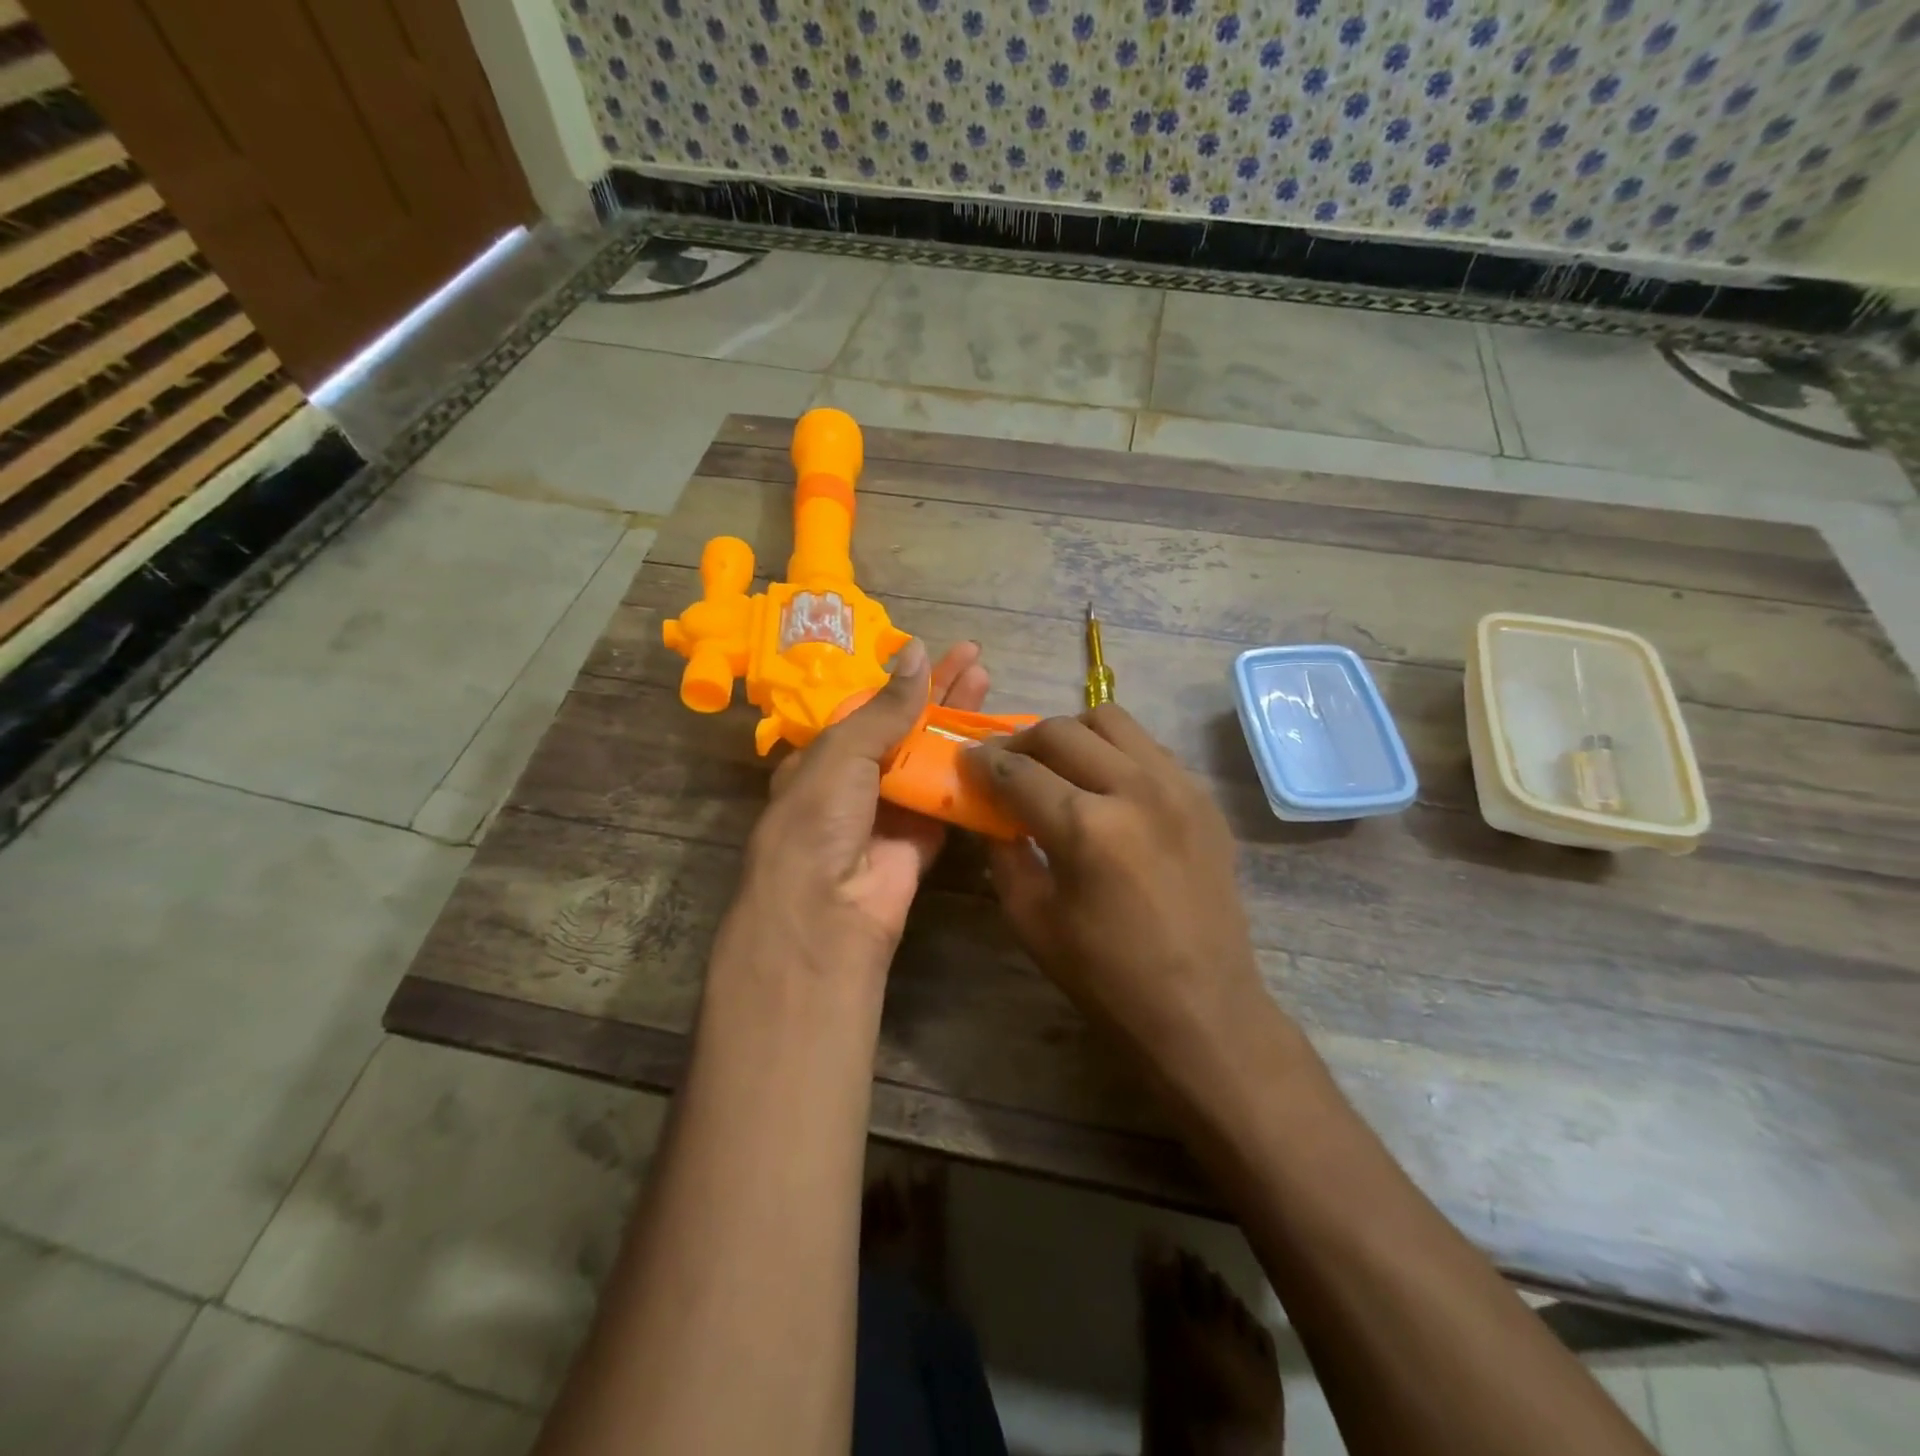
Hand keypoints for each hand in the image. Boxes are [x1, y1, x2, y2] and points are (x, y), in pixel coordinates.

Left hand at [725, 640, 990, 977]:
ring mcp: (893, 811)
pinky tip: (1001, 745)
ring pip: (933, 760)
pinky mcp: (924, 839)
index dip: (905, 681)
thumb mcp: (842, 752)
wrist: (828, 910)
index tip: (937, 652)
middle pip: (907, 729)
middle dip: (941, 694)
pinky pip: (952, 801)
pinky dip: (974, 775)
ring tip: (991, 687)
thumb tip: (916, 653)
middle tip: (976, 661)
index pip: (871, 708)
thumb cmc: (819, 818)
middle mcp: (859, 780)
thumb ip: (885, 708)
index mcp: (827, 756)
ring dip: (961, 726)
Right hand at [967, 706, 1283, 1083]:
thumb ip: (1005, 854)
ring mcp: (1177, 786)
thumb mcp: (1032, 920)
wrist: (1203, 1009)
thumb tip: (991, 813)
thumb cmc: (1107, 977)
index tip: (967, 759)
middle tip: (1006, 762)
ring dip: (1072, 734)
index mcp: (1085, 827)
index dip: (983, 762)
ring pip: (1112, 720)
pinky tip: (1105, 785)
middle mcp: (1134, 788)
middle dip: (1021, 740)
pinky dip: (1116, 752)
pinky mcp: (1203, 797)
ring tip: (1057, 763)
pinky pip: (1149, 747)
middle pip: (1062, 731)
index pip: (1017, 771)